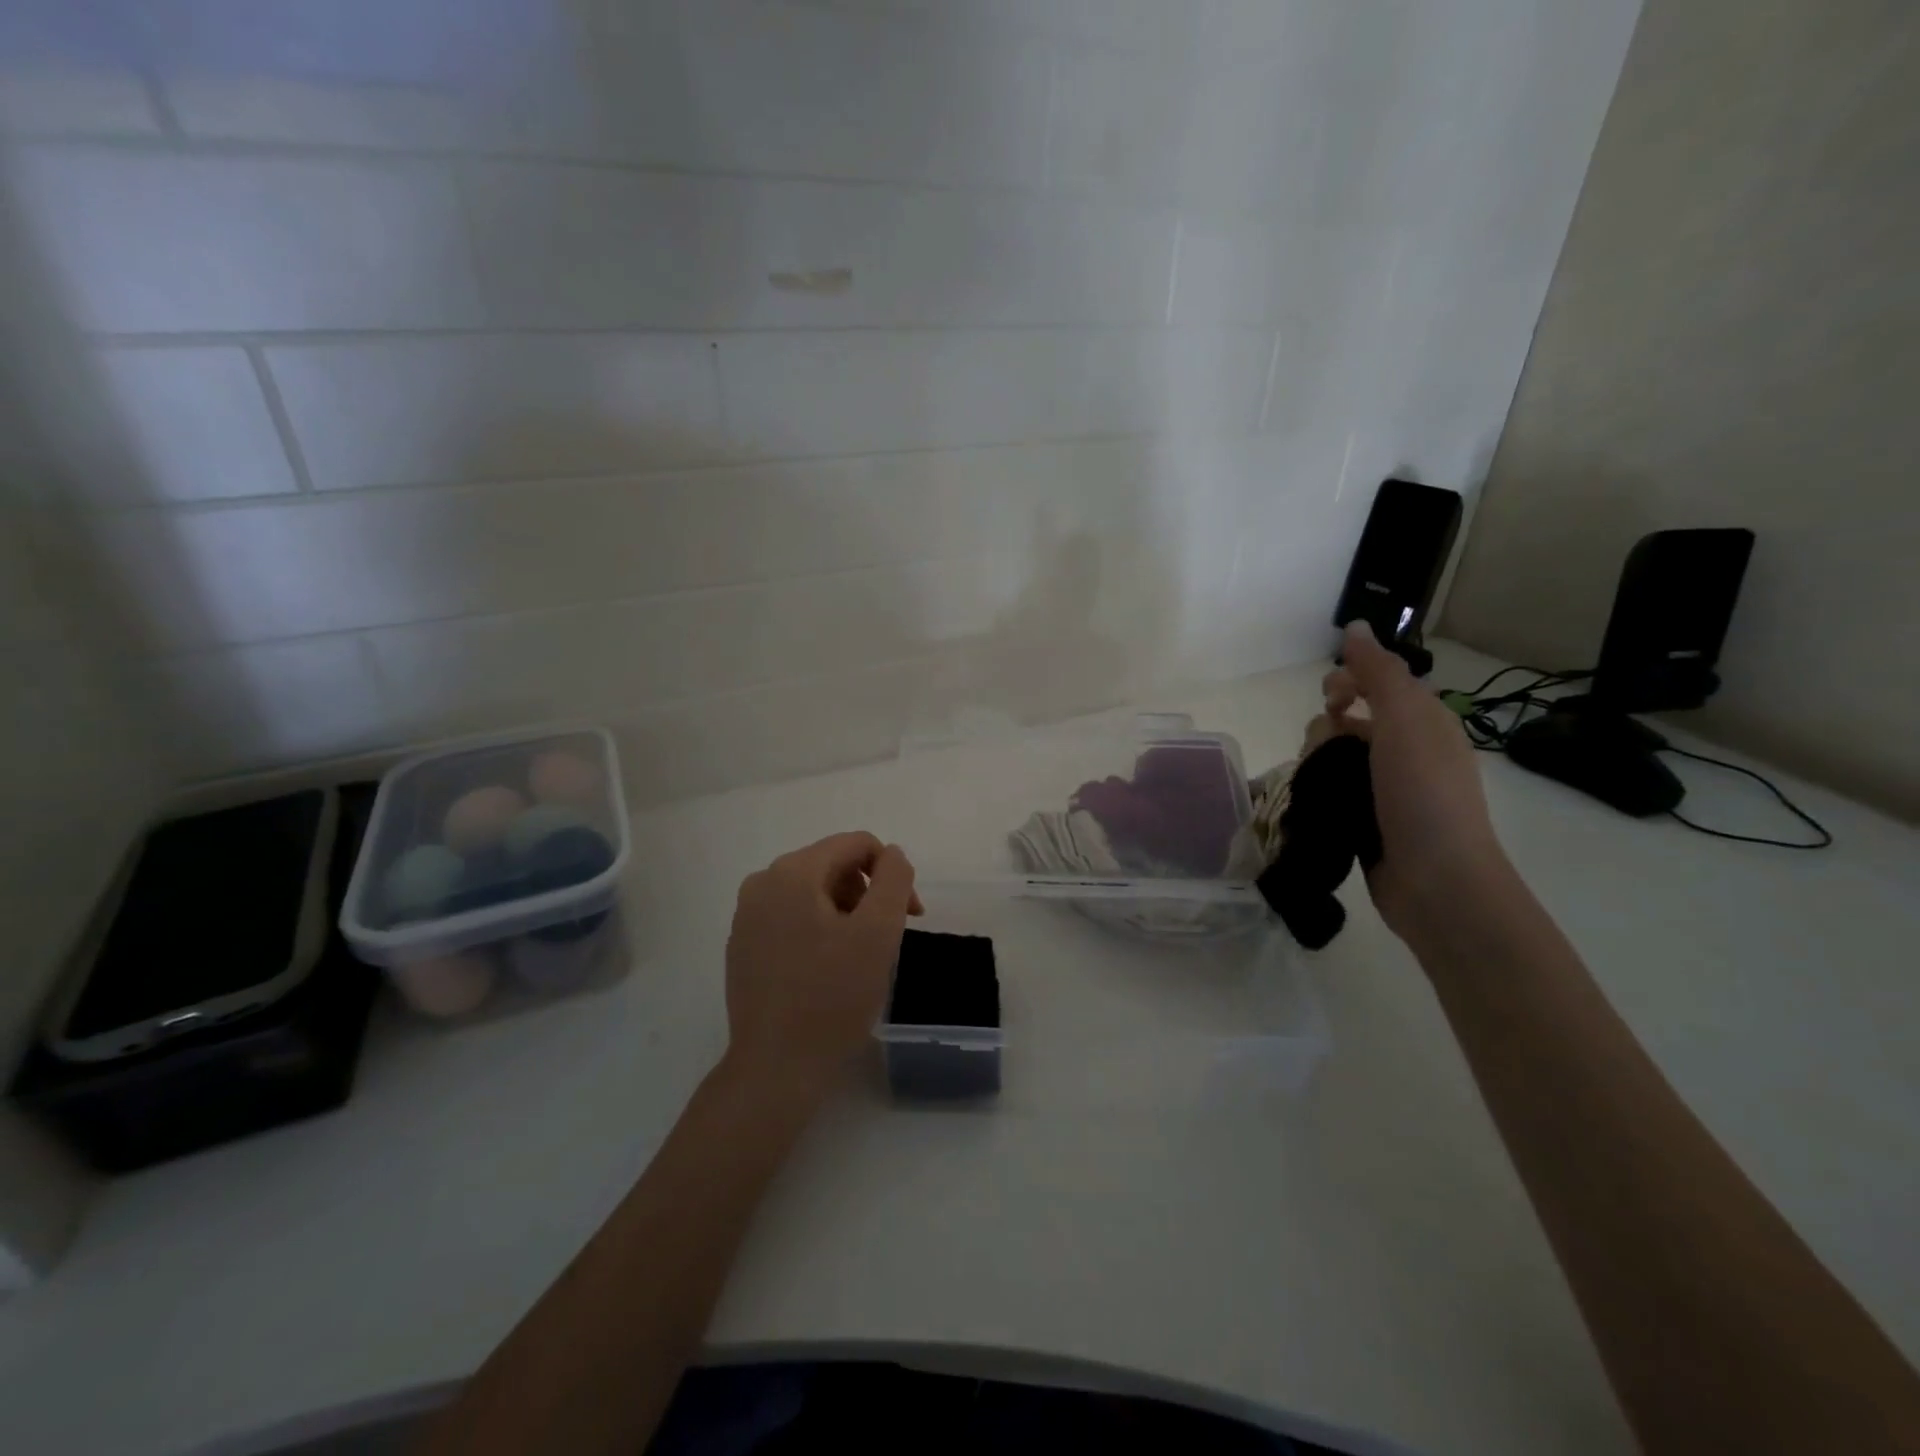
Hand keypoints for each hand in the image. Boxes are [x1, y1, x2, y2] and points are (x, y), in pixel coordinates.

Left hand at [722, 832, 921, 1098]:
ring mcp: (746, 915)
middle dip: (867, 894)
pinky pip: (791, 917)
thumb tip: (892, 855)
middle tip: (885, 940)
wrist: (776, 1067)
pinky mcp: (742, 945)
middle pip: (833, 865)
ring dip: (845, 912)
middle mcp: (762, 882)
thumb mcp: (879, 932)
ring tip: (857, 957)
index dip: (892, 873)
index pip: (857, 844)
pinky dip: (818, 929)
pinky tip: (827, 969)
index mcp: (793, 872)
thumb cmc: (834, 997)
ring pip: (813, 892)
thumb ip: (894, 879)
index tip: (911, 916)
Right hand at [1323, 622, 1508, 937]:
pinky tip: (1312, 800)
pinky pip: (1332, 789)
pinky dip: (1320, 789)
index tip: (1331, 699)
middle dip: (1327, 725)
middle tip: (1326, 748)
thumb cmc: (1422, 794)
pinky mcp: (1366, 819)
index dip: (1349, 681)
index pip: (1378, 683)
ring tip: (1319, 782)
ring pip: (1334, 756)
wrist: (1436, 881)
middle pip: (1349, 718)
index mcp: (1423, 722)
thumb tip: (1355, 625)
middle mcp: (1406, 751)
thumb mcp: (1404, 721)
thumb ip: (1378, 672)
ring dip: (1318, 759)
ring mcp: (1386, 789)